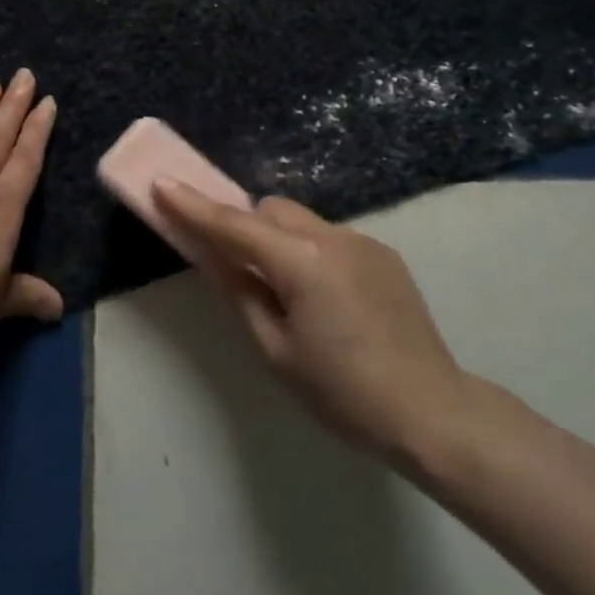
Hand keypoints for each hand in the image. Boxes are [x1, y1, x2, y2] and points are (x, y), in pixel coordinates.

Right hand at [154, 183, 477, 465]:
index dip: (194, 206)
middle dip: (247, 228)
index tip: (162, 183)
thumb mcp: (277, 352)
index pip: (234, 225)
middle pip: (271, 210)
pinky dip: (313, 253)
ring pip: (302, 221)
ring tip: (293, 296)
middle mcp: (332, 236)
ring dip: (282, 241)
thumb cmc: (343, 393)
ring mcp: (363, 241)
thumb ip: (241, 294)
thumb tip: (215, 258)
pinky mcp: (384, 254)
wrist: (432, 411)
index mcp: (301, 261)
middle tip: (242, 271)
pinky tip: (330, 302)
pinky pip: (331, 238)